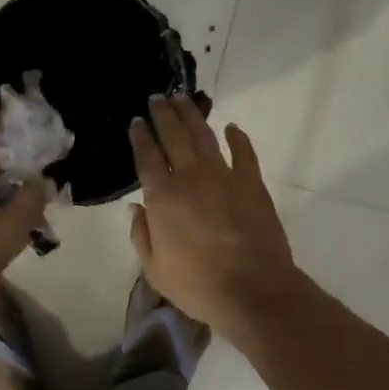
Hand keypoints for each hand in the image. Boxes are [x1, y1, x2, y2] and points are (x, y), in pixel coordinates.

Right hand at [128, 95, 299, 335]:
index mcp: (162, 197)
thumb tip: (136, 207)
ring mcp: (223, 176)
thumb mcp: (155, 269)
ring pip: (204, 136)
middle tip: (157, 98)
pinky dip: (238, 137)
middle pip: (174, 136)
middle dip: (163, 115)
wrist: (252, 291)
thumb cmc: (198, 285)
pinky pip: (244, 152)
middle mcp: (190, 177)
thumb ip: (141, 235)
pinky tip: (231, 127)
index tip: (136, 121)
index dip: (140, 136)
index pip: (147, 156)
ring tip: (183, 100)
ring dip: (192, 115)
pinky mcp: (252, 183)